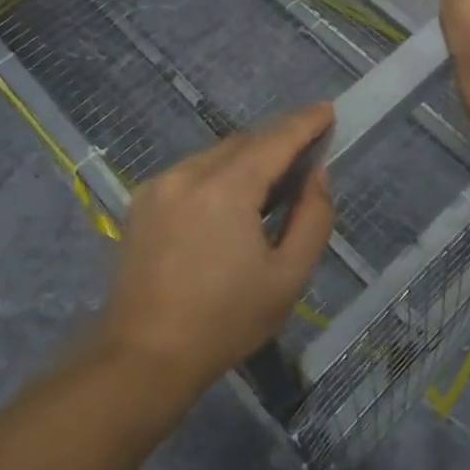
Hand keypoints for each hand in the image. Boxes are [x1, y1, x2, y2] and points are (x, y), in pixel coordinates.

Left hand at [97, 103, 335, 395]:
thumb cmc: (225, 321)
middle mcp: (189, 173)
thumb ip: (313, 218)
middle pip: (244, 142)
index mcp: (226, 188)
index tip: (327, 110)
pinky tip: (227, 206)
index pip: (275, 139)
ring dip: (246, 160)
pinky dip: (218, 175)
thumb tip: (316, 175)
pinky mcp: (142, 202)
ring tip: (268, 188)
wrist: (143, 358)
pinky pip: (191, 172)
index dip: (305, 122)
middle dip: (277, 142)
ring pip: (216, 155)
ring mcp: (159, 185)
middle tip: (305, 158)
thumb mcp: (288, 277)